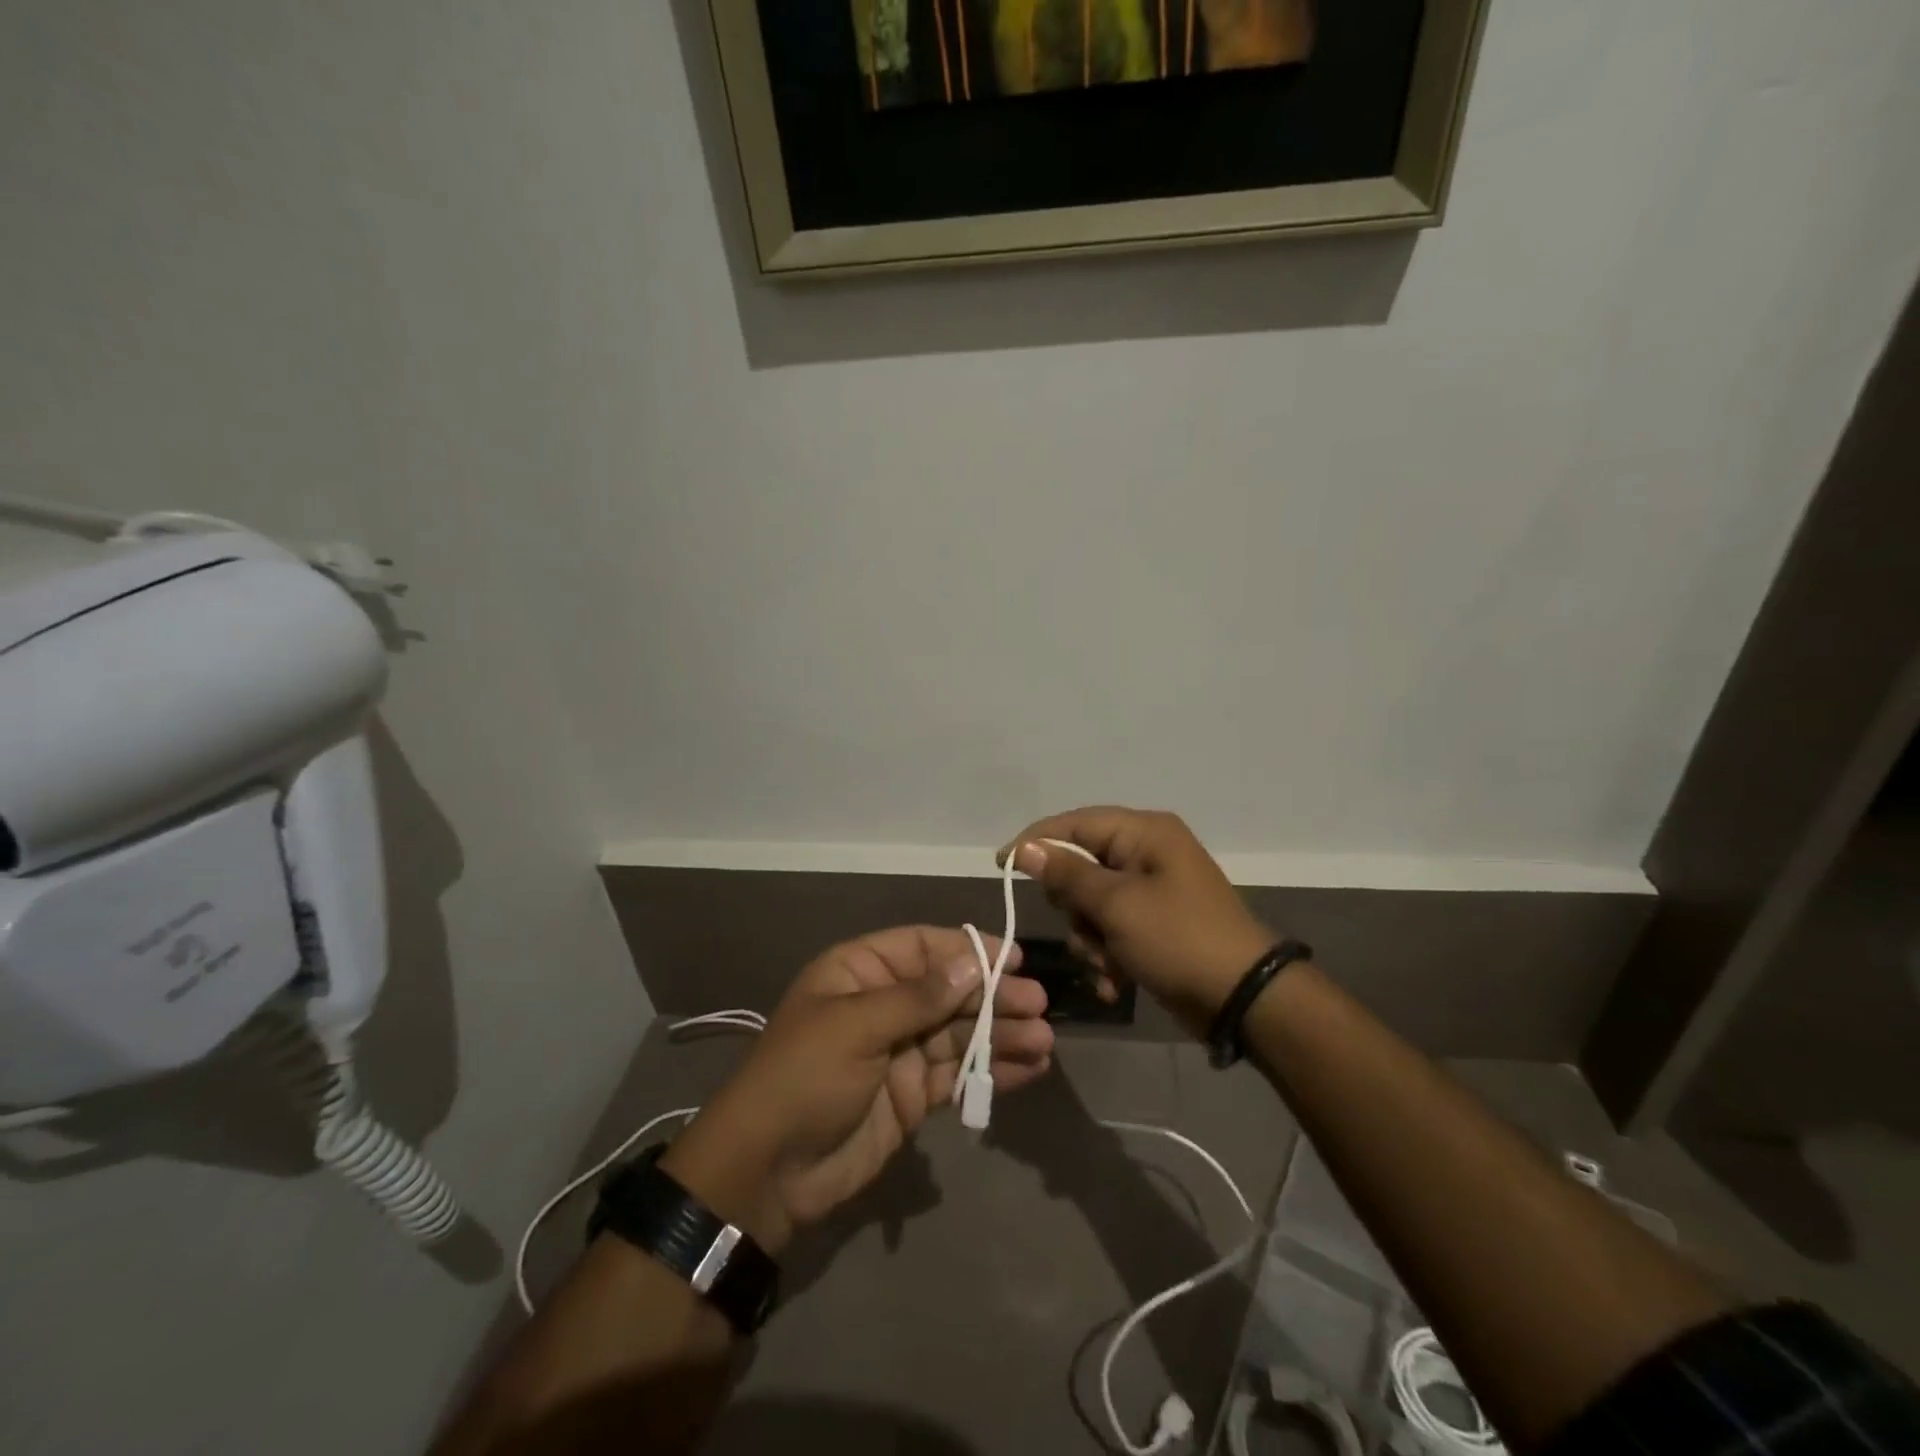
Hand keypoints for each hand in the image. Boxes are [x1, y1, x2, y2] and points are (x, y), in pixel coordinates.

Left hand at [660, 927, 1052, 1255]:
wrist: (768, 1173)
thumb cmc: (803, 1079)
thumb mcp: (855, 1027)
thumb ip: (918, 998)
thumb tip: (971, 964)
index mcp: (859, 972)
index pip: (923, 947)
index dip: (968, 950)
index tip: (1013, 959)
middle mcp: (884, 1005)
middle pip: (949, 990)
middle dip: (993, 995)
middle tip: (1037, 1004)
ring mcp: (900, 1051)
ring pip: (960, 1032)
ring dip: (1001, 1034)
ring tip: (1043, 1040)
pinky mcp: (913, 1095)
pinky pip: (959, 1073)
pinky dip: (992, 1070)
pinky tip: (1029, 1069)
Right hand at [1001, 807, 1277, 1037]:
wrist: (1244, 999)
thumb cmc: (1178, 939)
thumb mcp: (1116, 905)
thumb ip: (1066, 874)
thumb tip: (1024, 849)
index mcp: (1144, 833)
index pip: (1074, 823)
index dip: (1036, 842)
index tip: (1000, 865)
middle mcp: (1147, 853)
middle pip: (1080, 867)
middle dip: (1075, 907)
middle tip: (1084, 929)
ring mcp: (1152, 890)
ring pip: (1092, 904)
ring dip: (1090, 938)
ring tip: (1107, 963)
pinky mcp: (1155, 924)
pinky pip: (1112, 928)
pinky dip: (1108, 954)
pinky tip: (1116, 980)